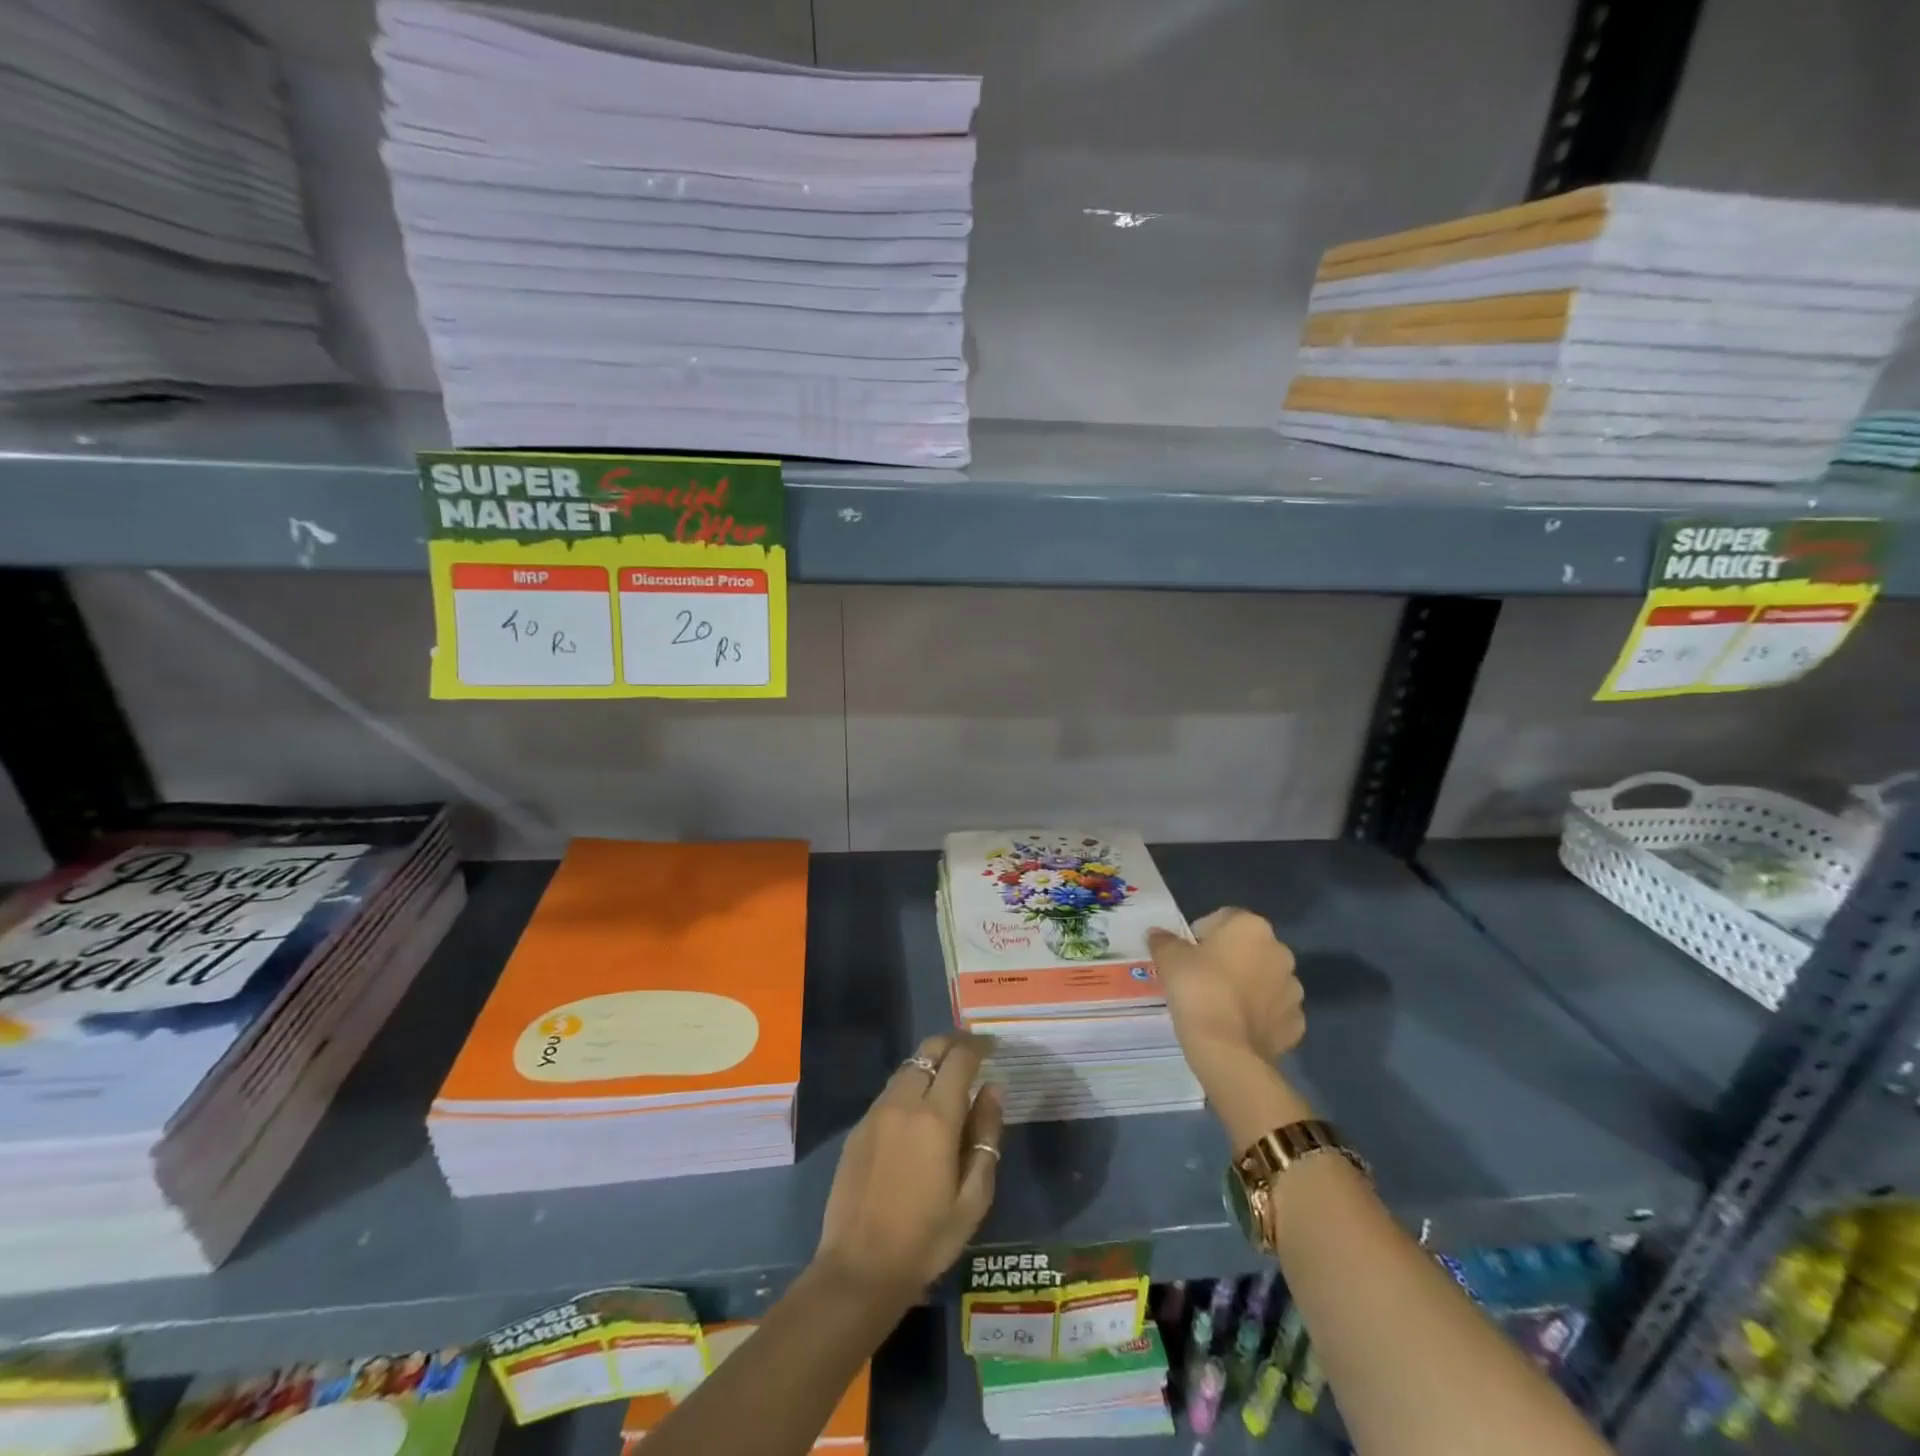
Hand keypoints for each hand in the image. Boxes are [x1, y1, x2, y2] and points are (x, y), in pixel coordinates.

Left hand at [815, 1033, 1003, 1300]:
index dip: (978, 1046)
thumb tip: (993, 1090)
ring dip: (930, 1064)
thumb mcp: (973, 1198)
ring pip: (907, 1068)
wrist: (860, 1269)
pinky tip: (918, 1110)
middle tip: (972, 1053)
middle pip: (928, 1050)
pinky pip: (890, 1091)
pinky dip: (910, 1086)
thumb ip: (986, 1136)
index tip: (992, 1046)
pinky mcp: (858, 1128)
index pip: (960, 1059)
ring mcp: (876, 1113)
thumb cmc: (926, 1239)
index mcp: (936, 1118)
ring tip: (947, 1080)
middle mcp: (903, 1103)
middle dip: (953, 1043)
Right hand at [1149, 908, 1305, 1096]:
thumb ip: (1164, 941)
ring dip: (1247, 985)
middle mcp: (1280, 951)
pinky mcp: (1295, 1022)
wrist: (1227, 1050)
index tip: (1186, 954)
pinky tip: (1236, 1026)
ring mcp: (1292, 989)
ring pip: (1263, 979)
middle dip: (1228, 959)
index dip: (1201, 934)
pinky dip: (1258, 1015)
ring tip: (1218, 1005)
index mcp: (1251, 927)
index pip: (1223, 918)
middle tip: (1200, 978)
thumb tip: (1157, 934)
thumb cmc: (1198, 990)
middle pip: (1247, 948)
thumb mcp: (1169, 959)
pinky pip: (1273, 1010)